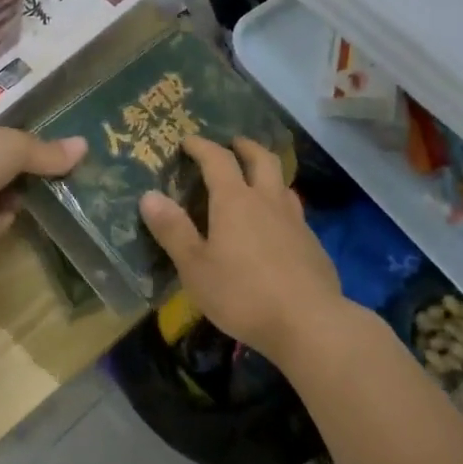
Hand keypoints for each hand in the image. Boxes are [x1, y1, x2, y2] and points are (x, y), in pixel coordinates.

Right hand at [139, 135, 343, 364]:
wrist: (309, 322)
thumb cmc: (242, 294)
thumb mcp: (195, 267)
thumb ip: (173, 230)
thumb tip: (149, 196)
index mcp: (235, 201)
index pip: (218, 159)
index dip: (202, 146)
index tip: (188, 140)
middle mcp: (267, 200)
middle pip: (261, 159)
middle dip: (245, 146)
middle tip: (234, 144)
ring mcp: (295, 220)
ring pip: (282, 183)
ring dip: (268, 172)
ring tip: (257, 179)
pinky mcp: (313, 243)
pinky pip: (294, 212)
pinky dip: (281, 206)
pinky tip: (277, 226)